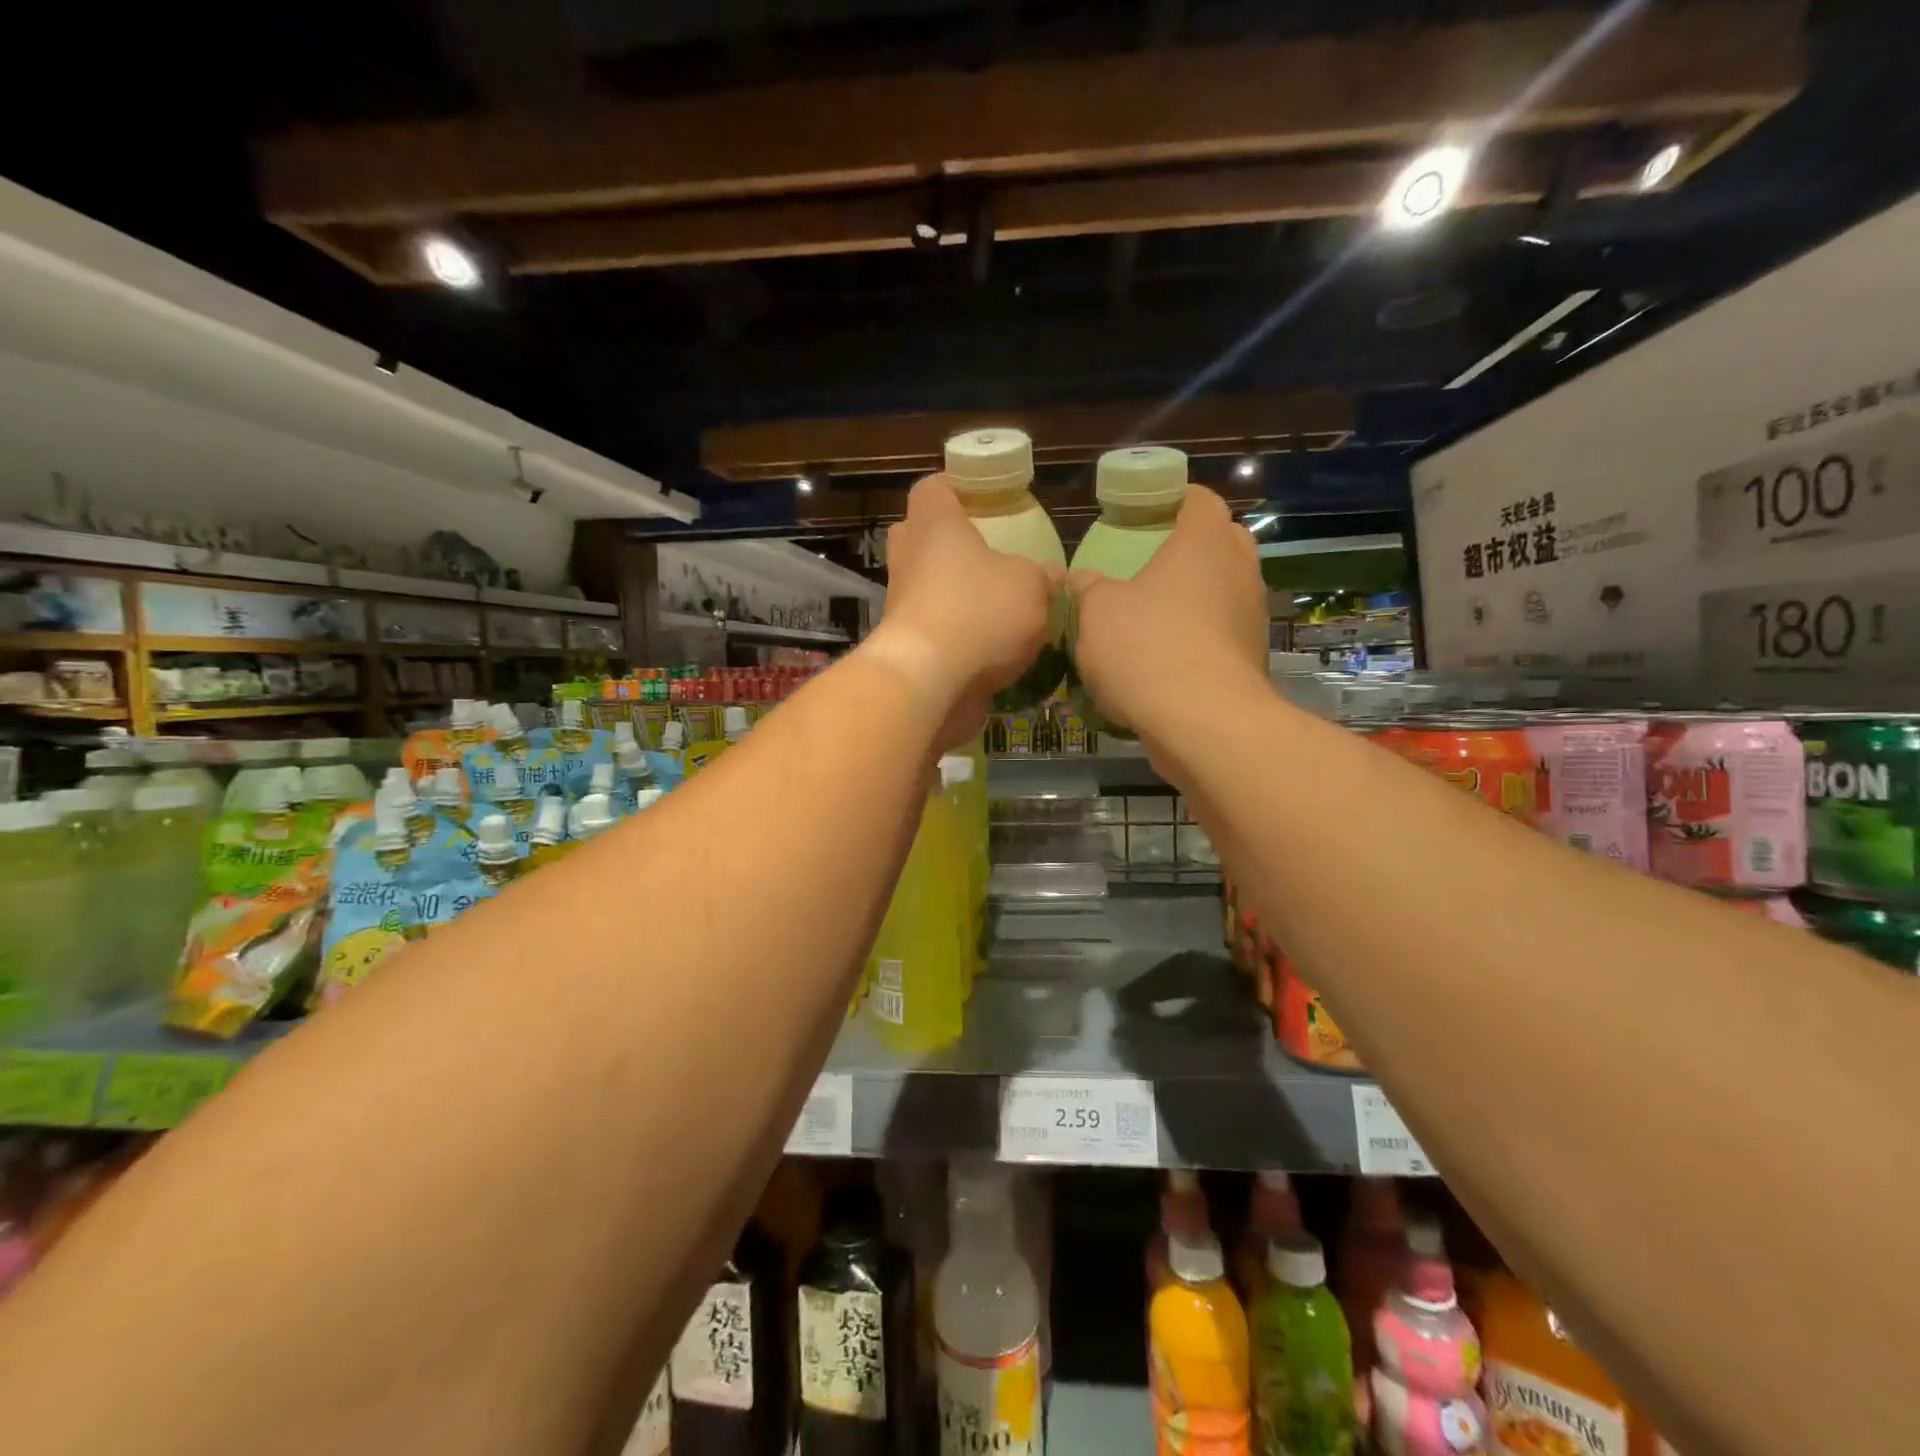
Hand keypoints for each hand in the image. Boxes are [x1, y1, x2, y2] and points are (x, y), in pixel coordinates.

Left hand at [868, 473, 1059, 748]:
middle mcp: (909, 559)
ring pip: (926, 585)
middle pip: (921, 536)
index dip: (956, 487)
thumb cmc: (978, 613)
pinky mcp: (905, 646)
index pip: (933, 487)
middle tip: (986, 553)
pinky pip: (933, 628)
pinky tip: (993, 648)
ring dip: (956, 593)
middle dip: (950, 542)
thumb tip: (1052, 577)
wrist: (928, 682)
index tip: (980, 497)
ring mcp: (901, 604)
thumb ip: (1043, 577)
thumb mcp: (1031, 587)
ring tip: (1000, 607)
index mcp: (935, 526)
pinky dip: (957, 634)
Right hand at [1069, 485, 1267, 743]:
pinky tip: (1170, 656)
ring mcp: (1252, 615)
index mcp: (1203, 542)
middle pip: (1223, 540)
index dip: (1175, 500)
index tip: (1149, 513)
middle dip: (1194, 546)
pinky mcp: (1253, 657)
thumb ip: (1089, 588)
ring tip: (1160, 613)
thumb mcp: (1097, 613)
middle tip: (1155, 562)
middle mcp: (1239, 569)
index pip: (1200, 500)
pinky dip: (1203, 635)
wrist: (1202, 722)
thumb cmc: (1147, 649)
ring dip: (1200, 595)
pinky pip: (1226, 631)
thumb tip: (1082, 579)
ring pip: (1227, 589)